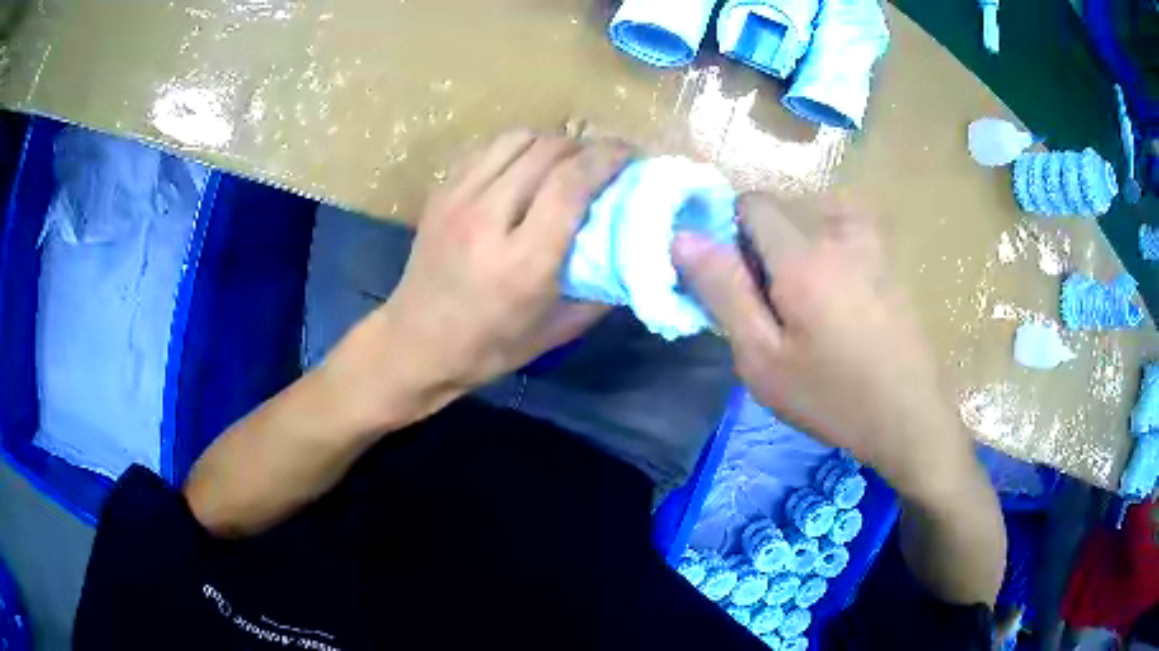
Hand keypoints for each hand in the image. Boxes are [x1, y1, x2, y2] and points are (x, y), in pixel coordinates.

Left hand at [344, 131, 628, 407]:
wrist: (414, 344)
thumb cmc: (487, 347)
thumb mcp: (554, 331)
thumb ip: (600, 292)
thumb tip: (633, 255)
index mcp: (521, 261)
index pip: (570, 184)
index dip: (607, 159)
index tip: (630, 156)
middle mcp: (487, 220)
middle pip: (546, 152)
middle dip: (585, 147)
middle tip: (604, 161)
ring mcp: (457, 200)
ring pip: (516, 140)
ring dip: (551, 143)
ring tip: (566, 162)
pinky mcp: (440, 194)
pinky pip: (487, 150)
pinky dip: (517, 150)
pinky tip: (525, 170)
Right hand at [672, 194, 973, 498]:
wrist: (911, 417)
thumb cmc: (832, 397)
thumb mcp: (763, 360)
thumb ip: (724, 292)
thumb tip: (683, 237)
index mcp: (802, 255)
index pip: (751, 203)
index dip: (731, 232)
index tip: (736, 279)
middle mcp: (839, 233)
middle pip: (784, 212)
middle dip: (766, 247)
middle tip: (776, 309)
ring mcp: (872, 243)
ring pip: (815, 221)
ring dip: (801, 249)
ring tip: (811, 306)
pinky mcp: (890, 260)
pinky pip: (846, 235)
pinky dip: (831, 256)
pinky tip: (844, 305)